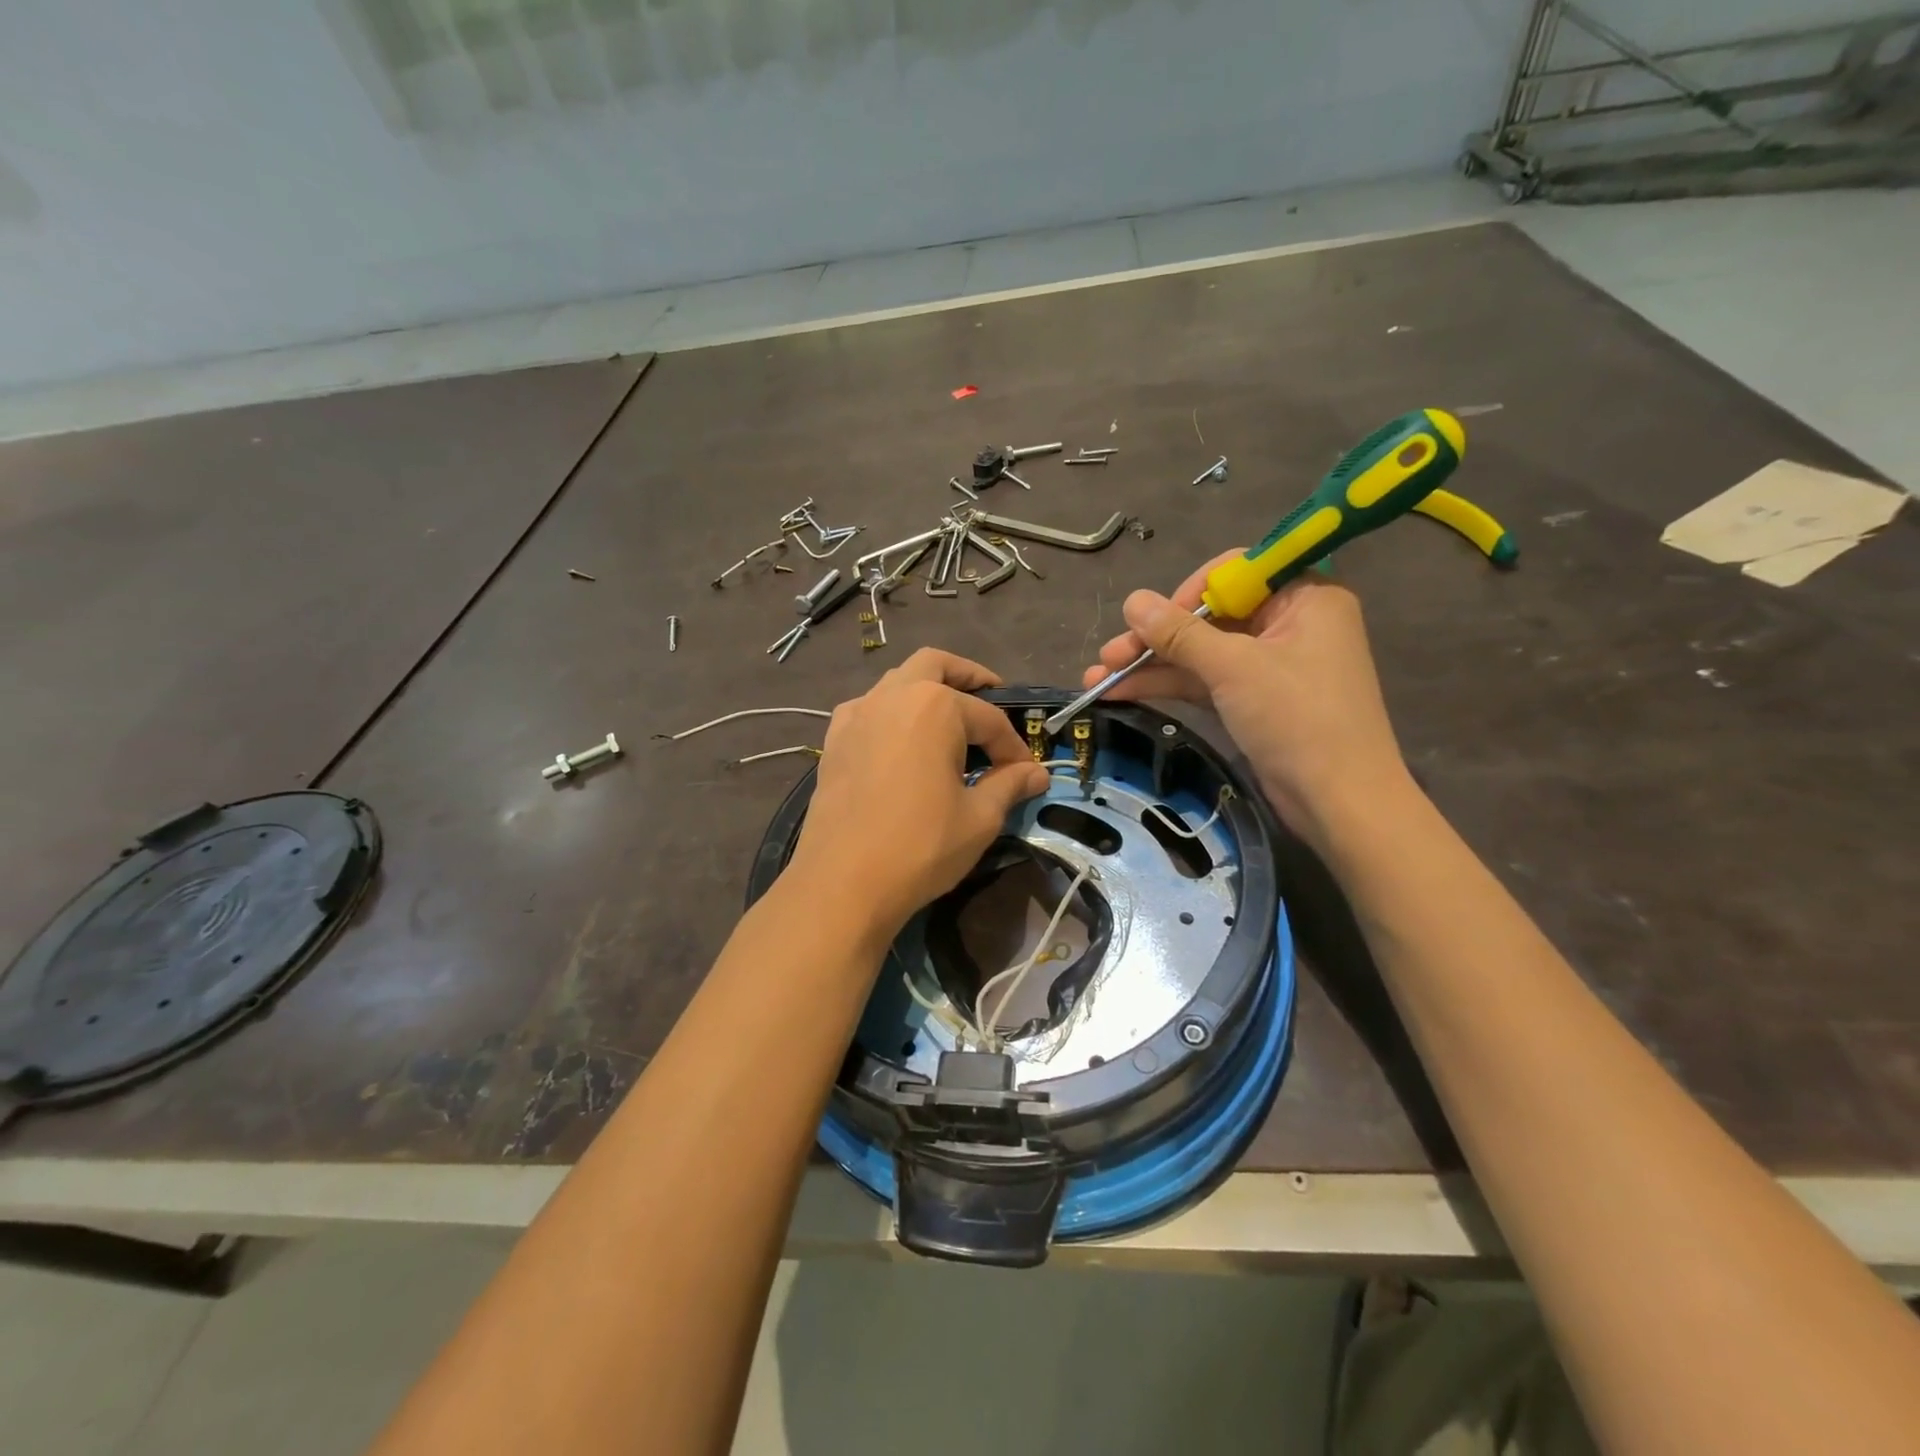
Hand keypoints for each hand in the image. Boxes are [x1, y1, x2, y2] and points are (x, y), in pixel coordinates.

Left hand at [786, 649, 1049, 935]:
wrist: (843, 881)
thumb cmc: (921, 846)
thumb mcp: (979, 818)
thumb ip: (1009, 785)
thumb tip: (1037, 774)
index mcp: (935, 706)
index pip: (989, 719)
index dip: (1014, 746)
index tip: (1027, 773)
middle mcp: (893, 695)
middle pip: (936, 665)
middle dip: (968, 678)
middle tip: (991, 698)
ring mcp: (857, 714)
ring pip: (898, 682)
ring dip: (926, 691)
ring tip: (948, 725)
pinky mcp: (834, 740)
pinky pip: (869, 709)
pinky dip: (891, 713)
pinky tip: (900, 743)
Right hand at [1083, 557, 1406, 839]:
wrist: (1338, 802)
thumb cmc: (1297, 718)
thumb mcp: (1234, 668)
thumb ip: (1180, 633)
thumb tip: (1131, 601)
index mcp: (1305, 596)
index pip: (1237, 572)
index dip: (1188, 592)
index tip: (1154, 618)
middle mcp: (1288, 623)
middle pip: (1209, 616)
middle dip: (1155, 637)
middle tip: (1110, 655)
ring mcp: (1269, 665)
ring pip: (1201, 653)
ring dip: (1151, 665)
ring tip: (1097, 678)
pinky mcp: (1254, 700)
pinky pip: (1205, 681)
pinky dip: (1168, 685)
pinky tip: (1122, 692)